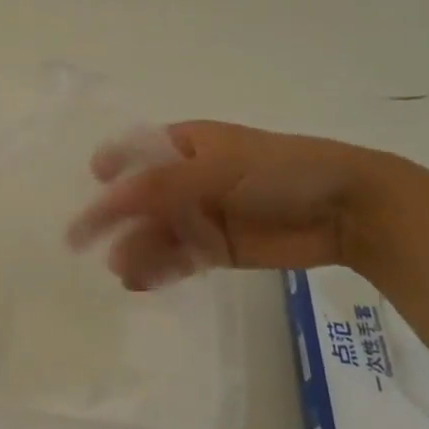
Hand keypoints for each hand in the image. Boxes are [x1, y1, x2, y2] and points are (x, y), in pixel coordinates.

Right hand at [66, 121, 382, 289]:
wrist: (346, 210)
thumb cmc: (279, 171)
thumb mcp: (217, 169)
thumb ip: (162, 185)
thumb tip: (108, 195)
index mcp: (186, 145)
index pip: (137, 152)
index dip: (111, 166)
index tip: (91, 183)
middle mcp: (187, 179)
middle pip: (140, 198)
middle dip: (114, 218)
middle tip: (81, 242)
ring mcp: (201, 215)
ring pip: (156, 233)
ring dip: (135, 248)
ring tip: (123, 270)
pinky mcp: (217, 250)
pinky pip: (177, 259)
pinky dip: (158, 270)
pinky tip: (140, 283)